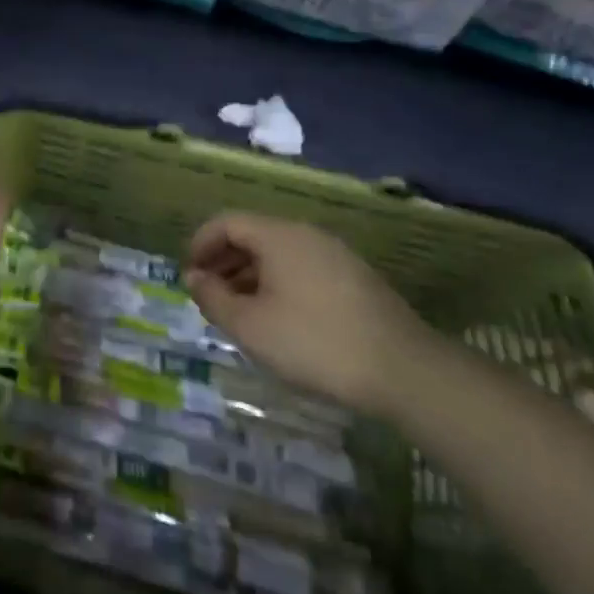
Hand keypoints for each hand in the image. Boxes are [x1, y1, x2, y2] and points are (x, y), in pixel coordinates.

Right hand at [184, 212, 430, 414]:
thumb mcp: (250, 326)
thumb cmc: (314, 342)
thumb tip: (193, 278)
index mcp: (278, 236)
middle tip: (209, 296)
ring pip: (278, 254)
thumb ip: (213, 298)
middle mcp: (306, 234)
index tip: (189, 276)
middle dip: (223, 261)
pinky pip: (302, 269)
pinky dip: (278, 284)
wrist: (404, 371)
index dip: (200, 244)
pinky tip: (279, 319)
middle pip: (252, 235)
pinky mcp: (355, 278)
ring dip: (250, 275)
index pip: (226, 222)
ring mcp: (335, 255)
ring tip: (239, 312)